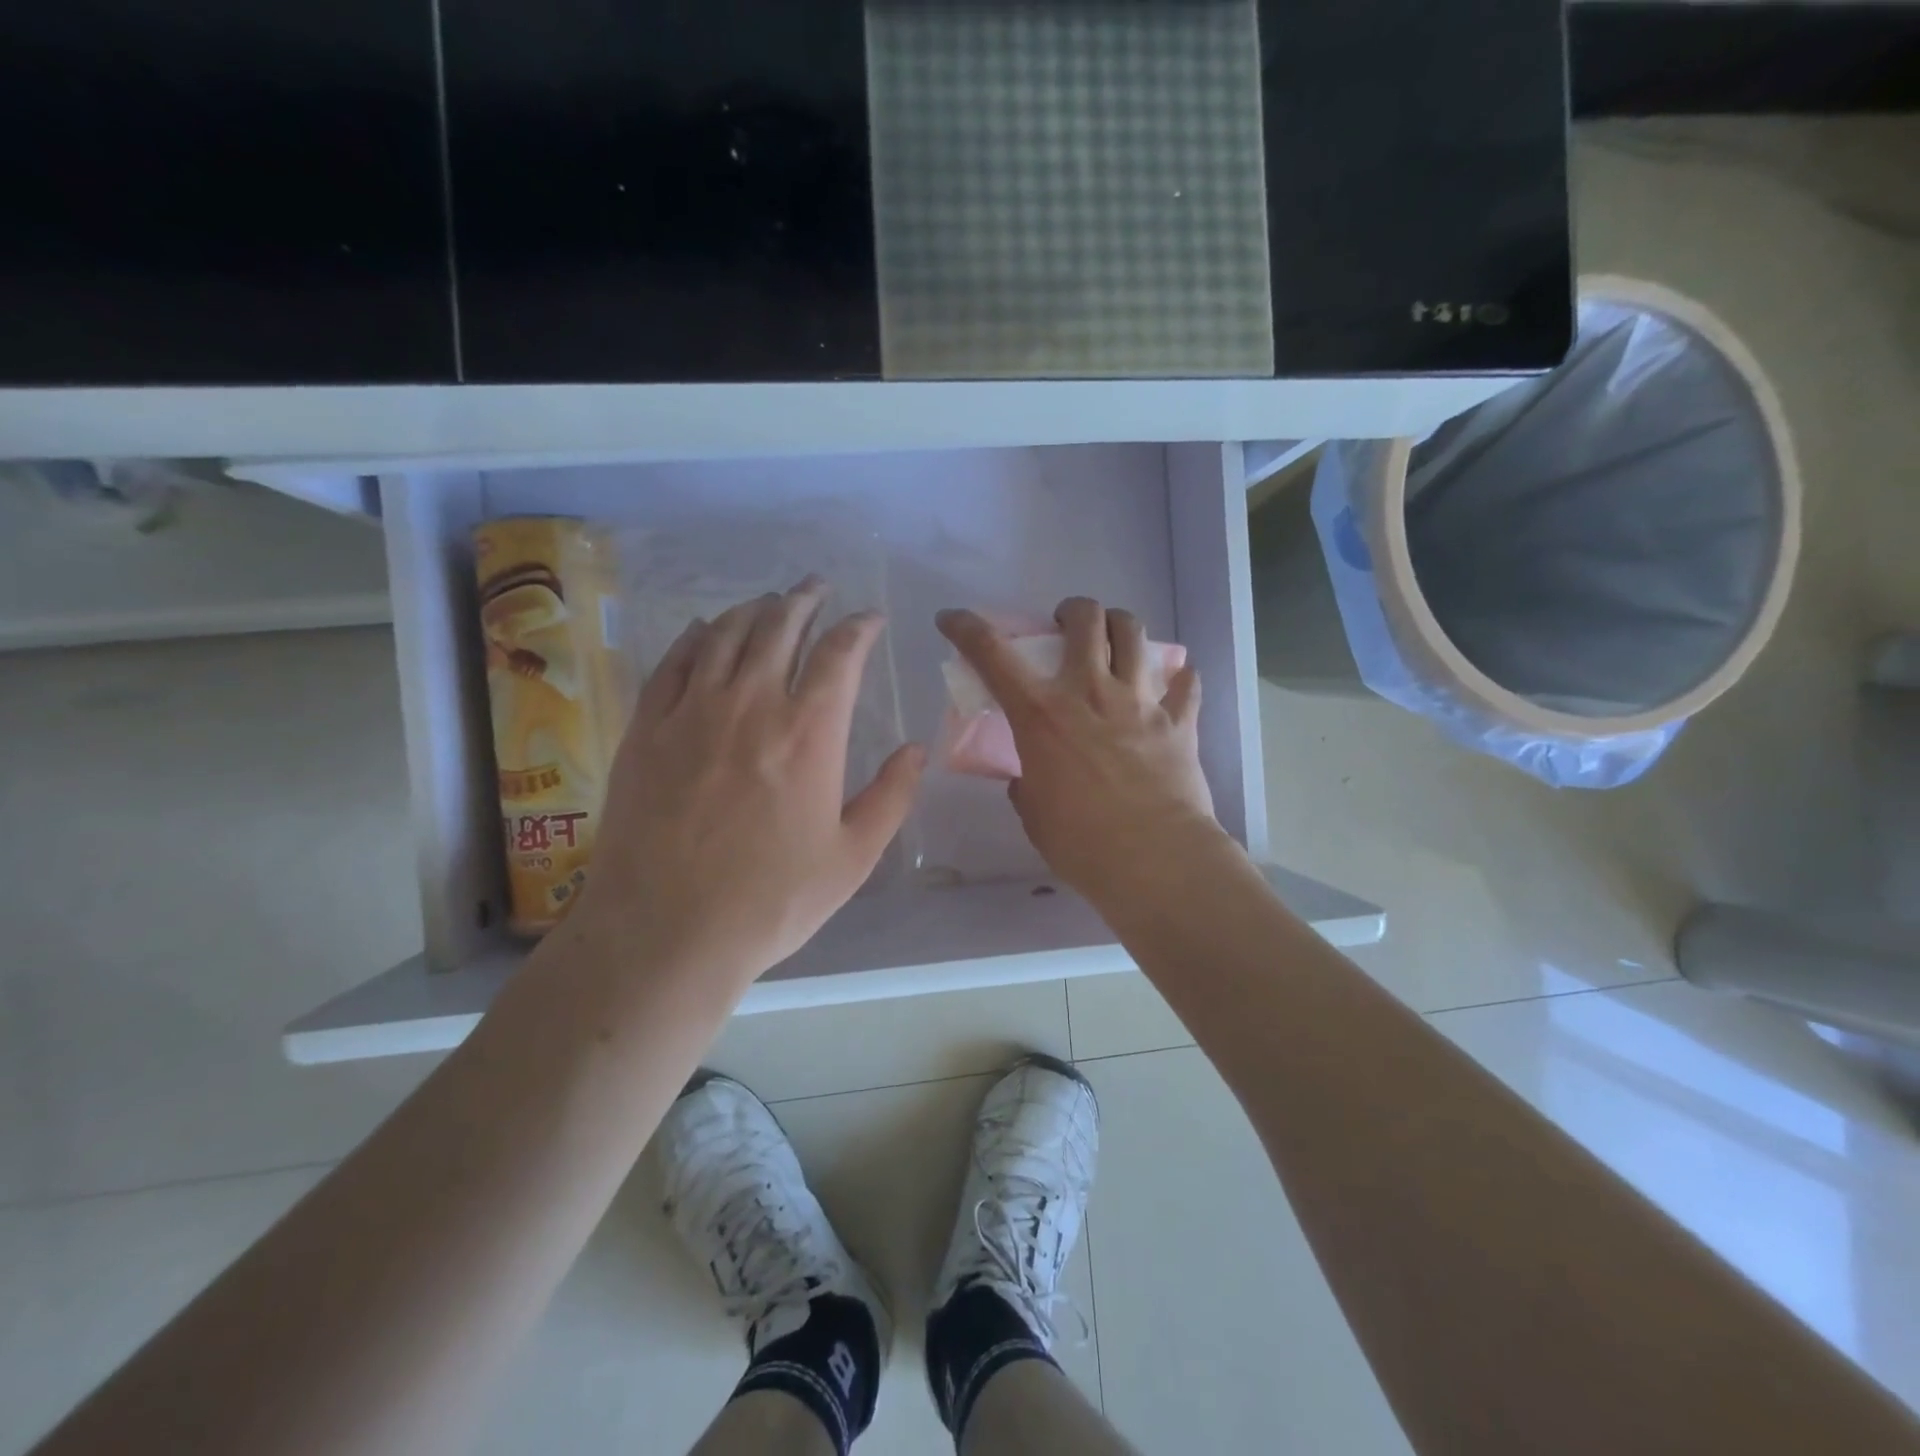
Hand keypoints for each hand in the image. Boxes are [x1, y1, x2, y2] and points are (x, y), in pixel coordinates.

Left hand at [580, 579, 923, 991]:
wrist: (666, 931)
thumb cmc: (771, 900)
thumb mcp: (853, 857)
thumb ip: (891, 797)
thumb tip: (916, 750)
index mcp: (810, 733)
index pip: (840, 653)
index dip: (859, 627)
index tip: (869, 619)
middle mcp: (752, 704)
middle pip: (780, 627)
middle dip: (804, 600)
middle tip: (816, 588)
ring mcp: (693, 711)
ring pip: (727, 635)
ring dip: (755, 610)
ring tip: (770, 601)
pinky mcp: (648, 728)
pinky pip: (675, 662)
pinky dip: (697, 636)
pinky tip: (707, 629)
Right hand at [936, 597, 1223, 904]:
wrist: (1154, 860)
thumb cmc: (1081, 842)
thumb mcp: (1033, 812)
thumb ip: (1026, 784)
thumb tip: (1029, 778)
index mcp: (1041, 714)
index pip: (993, 654)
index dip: (966, 628)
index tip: (953, 619)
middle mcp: (1090, 692)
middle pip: (1085, 619)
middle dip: (1071, 611)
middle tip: (1065, 628)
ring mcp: (1140, 702)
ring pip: (1134, 633)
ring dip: (1119, 626)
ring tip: (1114, 639)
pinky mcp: (1179, 722)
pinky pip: (1185, 683)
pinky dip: (1178, 678)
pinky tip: (1173, 683)